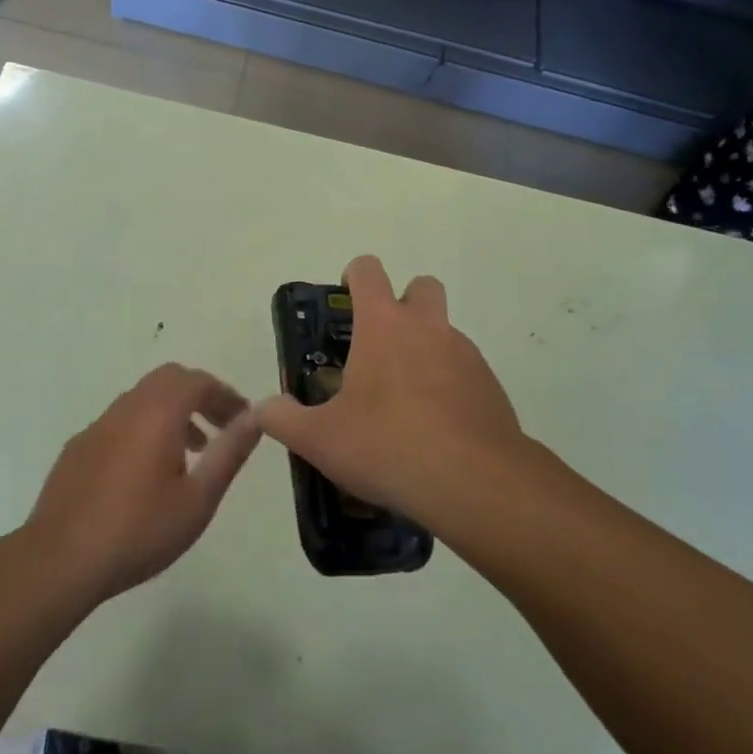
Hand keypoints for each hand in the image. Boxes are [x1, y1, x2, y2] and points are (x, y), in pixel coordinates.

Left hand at [24, 364, 261, 602]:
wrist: (59, 561)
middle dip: (198, 396)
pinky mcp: (77, 448)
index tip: (242, 420)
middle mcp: (126, 408)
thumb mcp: (198, 499)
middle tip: (218, 428)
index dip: (225, 395)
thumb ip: (229, 454)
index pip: (198, 381)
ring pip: (141, 399)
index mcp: (158, 413)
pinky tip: (144, 473)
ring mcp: (97, 426)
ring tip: (189, 453)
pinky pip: (119, 422)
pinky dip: (143, 429)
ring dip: (170, 413)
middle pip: (168, 380)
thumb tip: (256, 418)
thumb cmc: (139, 531)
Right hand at [257, 256, 526, 530]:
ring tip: (404, 401)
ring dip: (426, 348)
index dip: (354, 277)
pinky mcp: (490, 385)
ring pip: (444, 331)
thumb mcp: (319, 439)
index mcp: (383, 325)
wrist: (474, 482)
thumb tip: (262, 408)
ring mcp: (465, 354)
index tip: (345, 302)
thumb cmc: (387, 446)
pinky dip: (449, 384)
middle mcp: (427, 327)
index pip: (368, 271)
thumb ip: (283, 419)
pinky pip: (465, 369)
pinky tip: (435, 427)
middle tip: (381, 346)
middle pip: (421, 286)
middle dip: (403, 303)